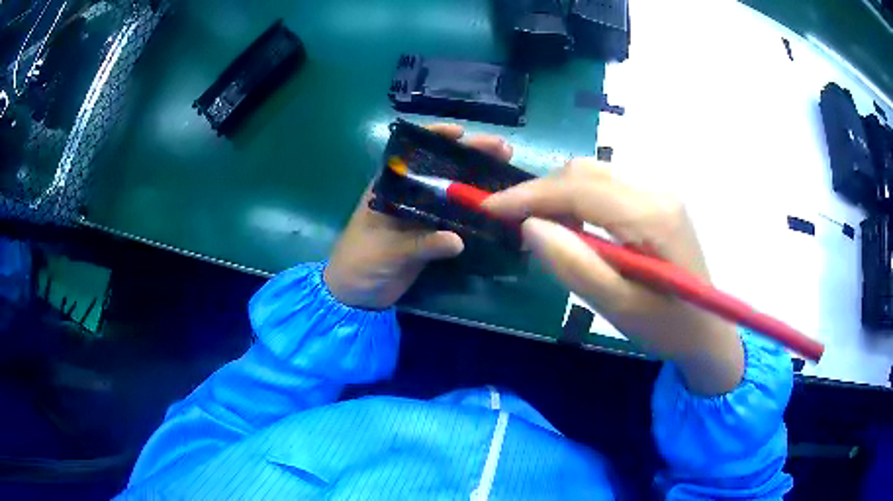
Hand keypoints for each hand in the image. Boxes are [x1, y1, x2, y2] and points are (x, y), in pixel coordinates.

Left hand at [324, 124, 512, 309]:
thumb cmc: (360, 263)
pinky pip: (456, 221)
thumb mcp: (386, 251)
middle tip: (502, 150)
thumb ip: (420, 244)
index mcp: (388, 188)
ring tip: (508, 173)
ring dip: (478, 184)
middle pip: (441, 170)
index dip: (436, 138)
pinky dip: (475, 216)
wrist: (356, 296)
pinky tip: (498, 210)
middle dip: (470, 158)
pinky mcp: (431, 236)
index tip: (461, 132)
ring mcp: (421, 215)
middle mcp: (408, 195)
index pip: (413, 154)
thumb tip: (458, 240)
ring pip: (453, 194)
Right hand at [484, 159, 744, 394]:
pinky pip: (608, 188)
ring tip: (539, 228)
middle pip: (585, 172)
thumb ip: (575, 266)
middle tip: (510, 222)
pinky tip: (572, 227)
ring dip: (559, 195)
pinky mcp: (658, 201)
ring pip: (594, 176)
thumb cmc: (667, 327)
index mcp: (651, 216)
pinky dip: (579, 200)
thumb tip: (529, 226)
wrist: (708, 331)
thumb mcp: (619, 308)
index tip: (490, 208)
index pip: (579, 188)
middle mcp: (657, 191)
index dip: (529, 195)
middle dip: (541, 192)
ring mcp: (659, 192)